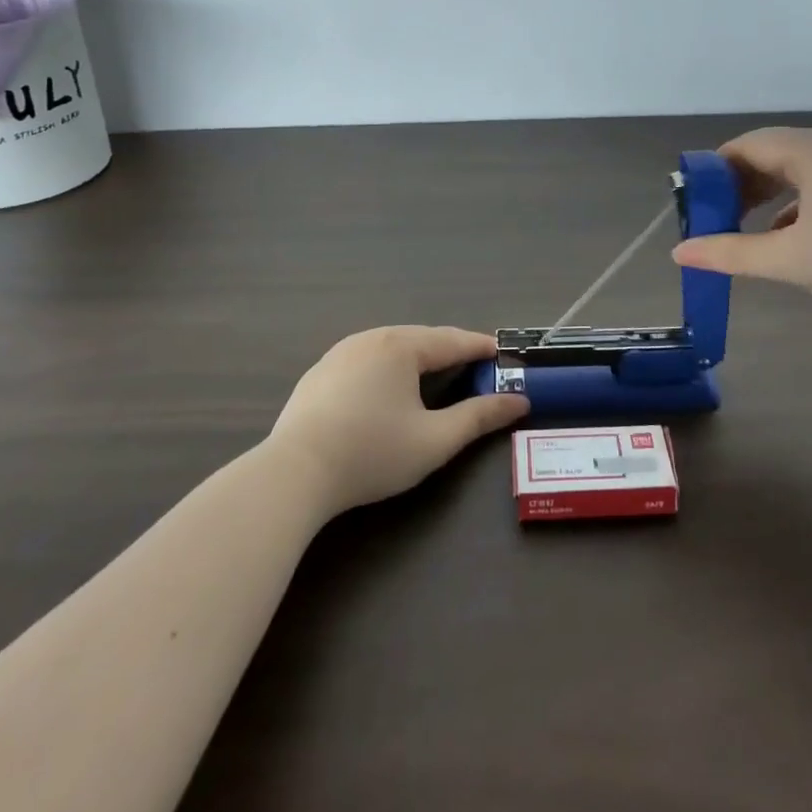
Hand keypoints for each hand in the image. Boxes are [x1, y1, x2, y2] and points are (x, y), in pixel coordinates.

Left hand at [267, 326, 528, 513]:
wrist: (293, 473)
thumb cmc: (372, 453)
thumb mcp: (435, 440)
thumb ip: (479, 417)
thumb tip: (519, 401)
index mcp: (401, 346)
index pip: (452, 341)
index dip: (480, 347)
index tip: (502, 351)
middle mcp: (371, 338)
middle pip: (422, 338)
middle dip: (450, 349)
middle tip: (475, 364)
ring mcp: (339, 353)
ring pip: (391, 346)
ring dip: (418, 356)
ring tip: (436, 372)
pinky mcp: (319, 373)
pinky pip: (366, 360)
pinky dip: (389, 367)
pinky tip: (388, 388)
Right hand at [670, 127, 811, 308]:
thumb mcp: (791, 260)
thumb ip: (732, 253)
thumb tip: (680, 253)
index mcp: (810, 151)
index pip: (744, 145)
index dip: (712, 172)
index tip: (694, 204)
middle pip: (769, 154)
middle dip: (736, 186)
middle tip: (714, 219)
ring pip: (795, 170)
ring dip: (765, 196)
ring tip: (744, 228)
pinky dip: (795, 203)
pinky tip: (789, 236)